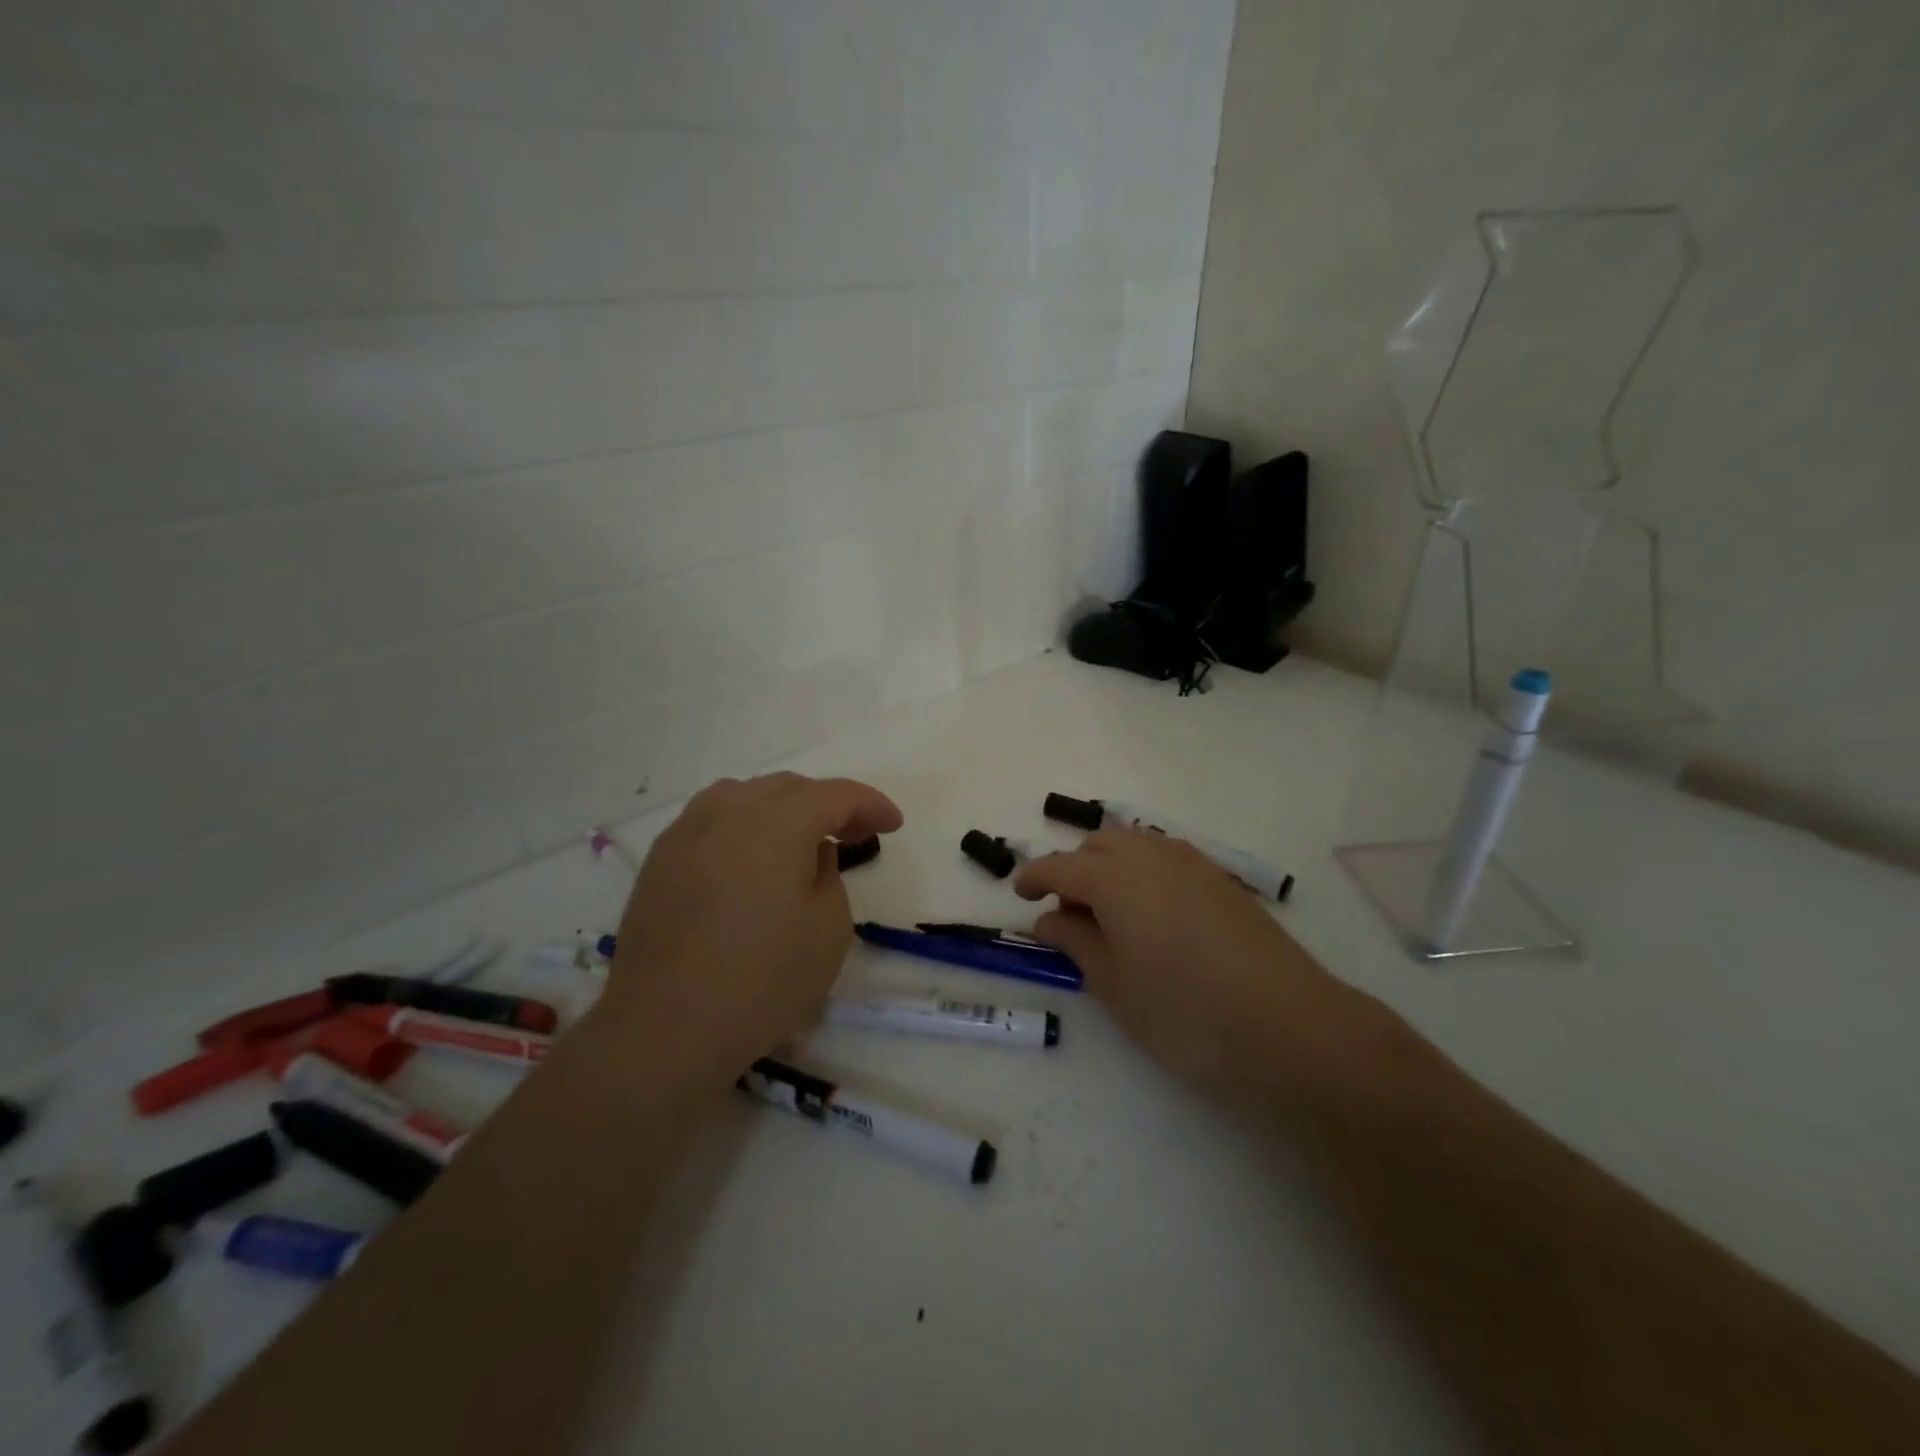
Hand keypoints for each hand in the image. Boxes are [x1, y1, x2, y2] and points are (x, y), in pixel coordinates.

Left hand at [598, 773, 902, 1080]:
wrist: (663, 1028)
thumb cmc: (762, 979)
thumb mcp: (829, 928)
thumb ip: (830, 876)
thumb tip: (810, 855)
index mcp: (778, 821)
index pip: (836, 794)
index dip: (870, 804)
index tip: (894, 824)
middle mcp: (729, 810)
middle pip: (790, 788)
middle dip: (828, 804)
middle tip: (854, 834)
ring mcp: (687, 831)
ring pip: (746, 797)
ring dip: (783, 810)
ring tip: (801, 841)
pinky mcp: (661, 859)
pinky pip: (713, 821)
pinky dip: (744, 828)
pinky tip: (751, 860)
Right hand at [1014, 828, 1363, 1108]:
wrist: (1289, 1026)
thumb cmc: (1186, 1013)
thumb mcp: (1115, 986)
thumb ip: (1076, 943)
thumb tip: (1048, 919)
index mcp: (1115, 880)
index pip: (1060, 866)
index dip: (1034, 877)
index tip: (1020, 895)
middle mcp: (1151, 857)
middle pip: (1098, 844)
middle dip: (1073, 868)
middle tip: (1069, 914)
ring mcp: (1193, 864)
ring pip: (1135, 844)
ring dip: (1109, 864)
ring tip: (1109, 913)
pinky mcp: (1222, 880)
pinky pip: (1166, 856)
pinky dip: (1143, 870)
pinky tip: (1152, 913)